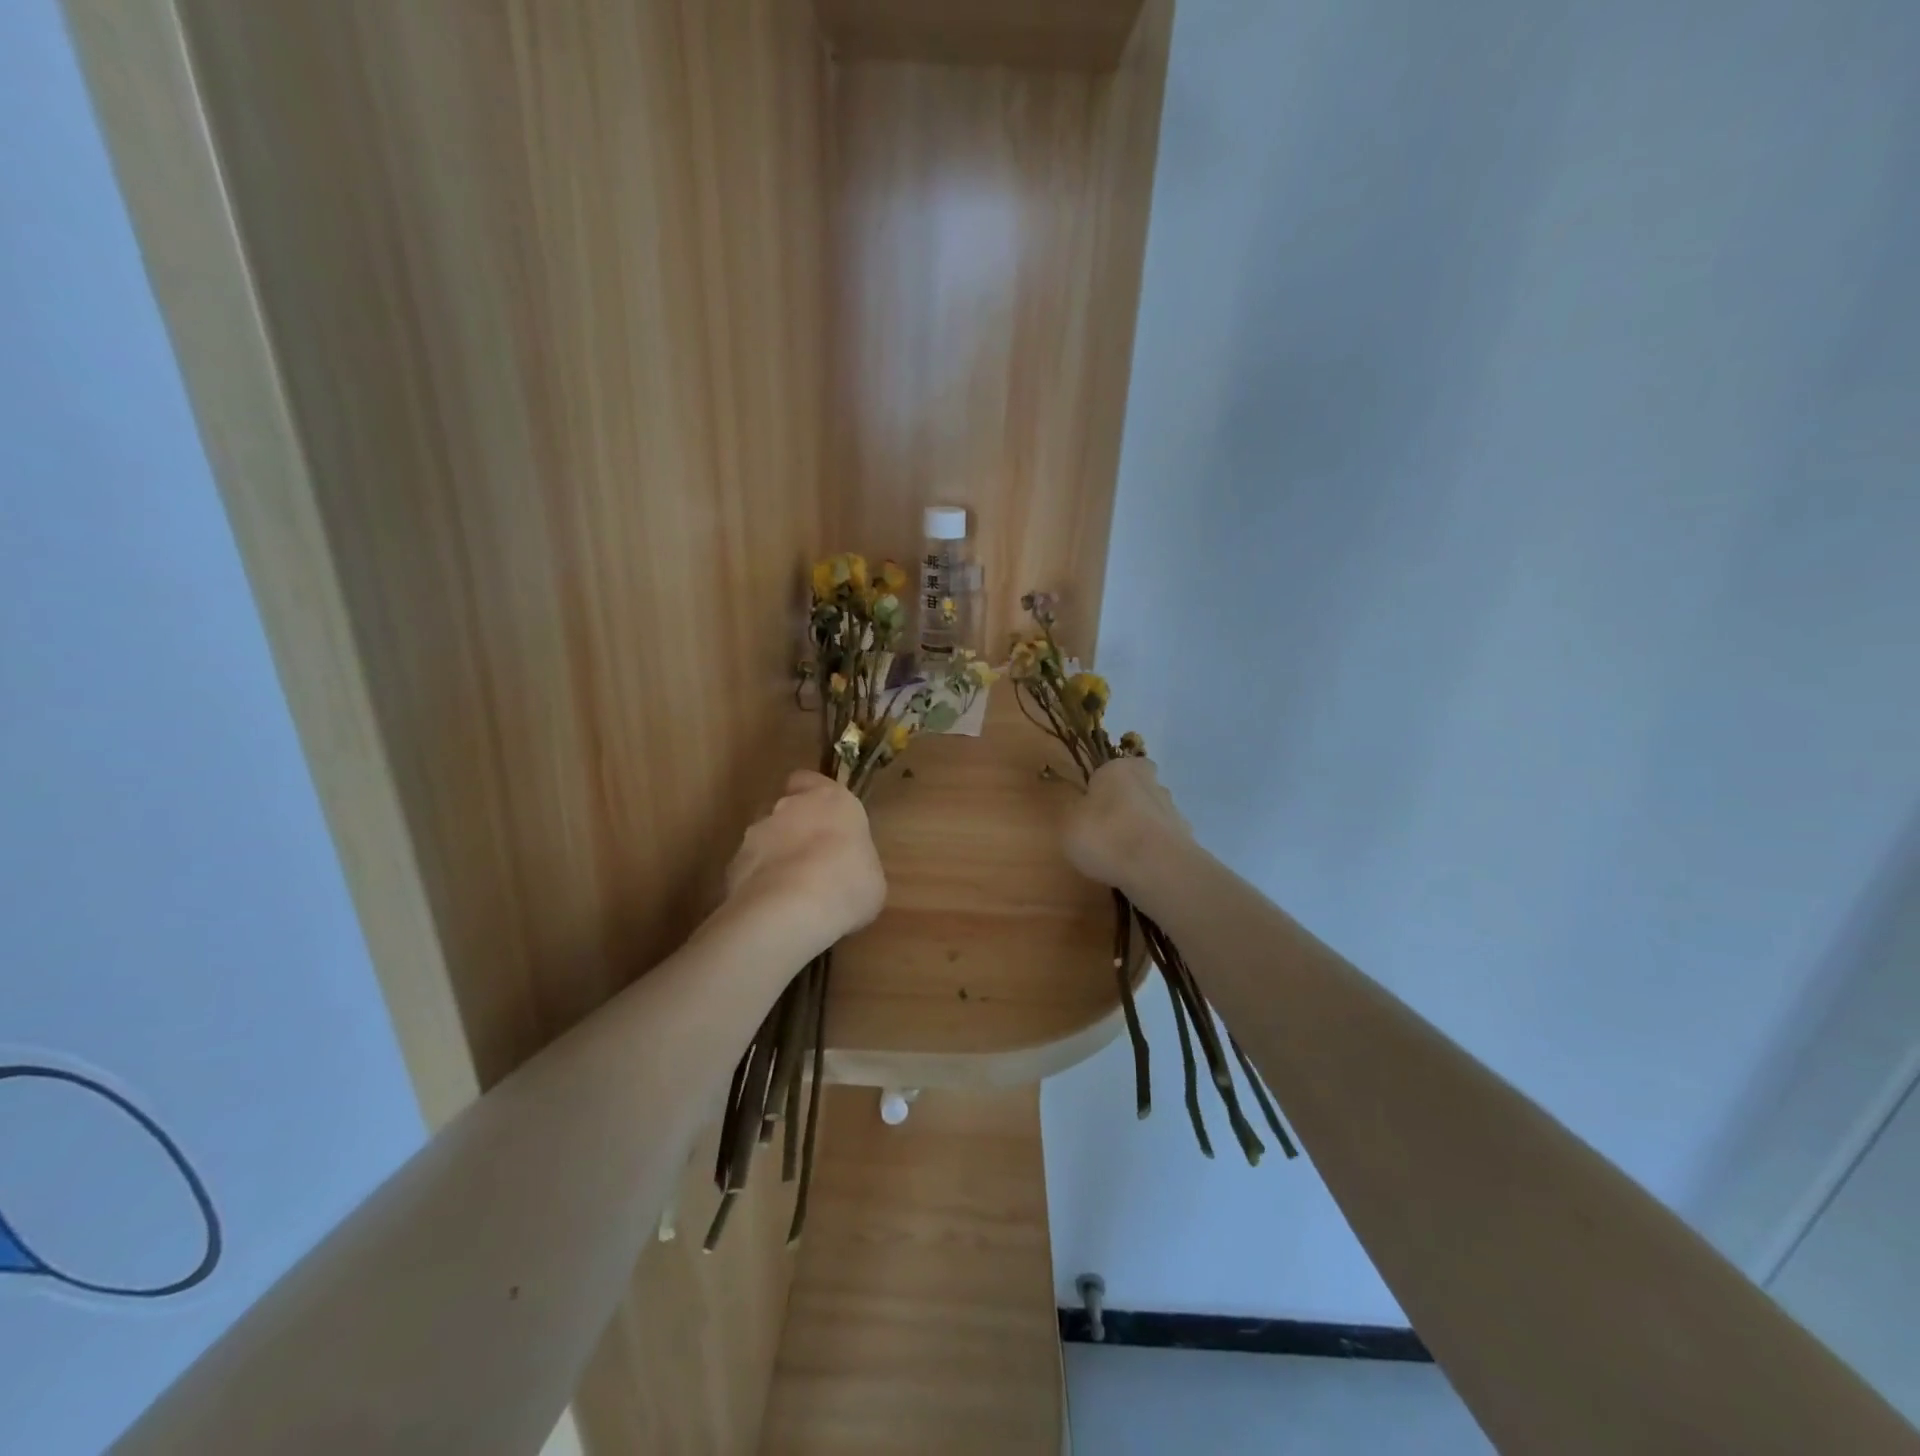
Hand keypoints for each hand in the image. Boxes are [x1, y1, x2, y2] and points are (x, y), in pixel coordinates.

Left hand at [723, 770, 885, 956]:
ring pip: (765, 838)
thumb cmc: (848, 885)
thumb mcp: (871, 877)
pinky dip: (758, 883)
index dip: (814, 796)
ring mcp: (756, 833)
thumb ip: (855, 862)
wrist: (791, 910)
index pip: (811, 780)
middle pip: (787, 809)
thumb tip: (848, 871)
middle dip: (796, 830)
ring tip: (791, 893)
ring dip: (775, 857)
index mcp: (831, 800)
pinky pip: (749, 869)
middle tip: (813, 863)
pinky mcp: (733, 864)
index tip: (825, 819)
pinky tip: (771, 910)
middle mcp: (789, 807)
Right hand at [1063, 757, 1190, 893]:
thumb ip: (1074, 811)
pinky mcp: (1186, 840)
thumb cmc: (1105, 836)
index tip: (1091, 809)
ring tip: (1120, 858)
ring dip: (1139, 831)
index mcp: (1120, 769)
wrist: (1158, 869)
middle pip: (1135, 790)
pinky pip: (1162, 842)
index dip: (1102, 787)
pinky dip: (1152, 853)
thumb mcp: (1068, 823)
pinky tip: (1138, 871)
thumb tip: (1081, 808)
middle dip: (1124, 807)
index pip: (1111, 769)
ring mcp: (1173, 811)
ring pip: (1151, 816)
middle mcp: (1151, 783)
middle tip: (1106, 831)